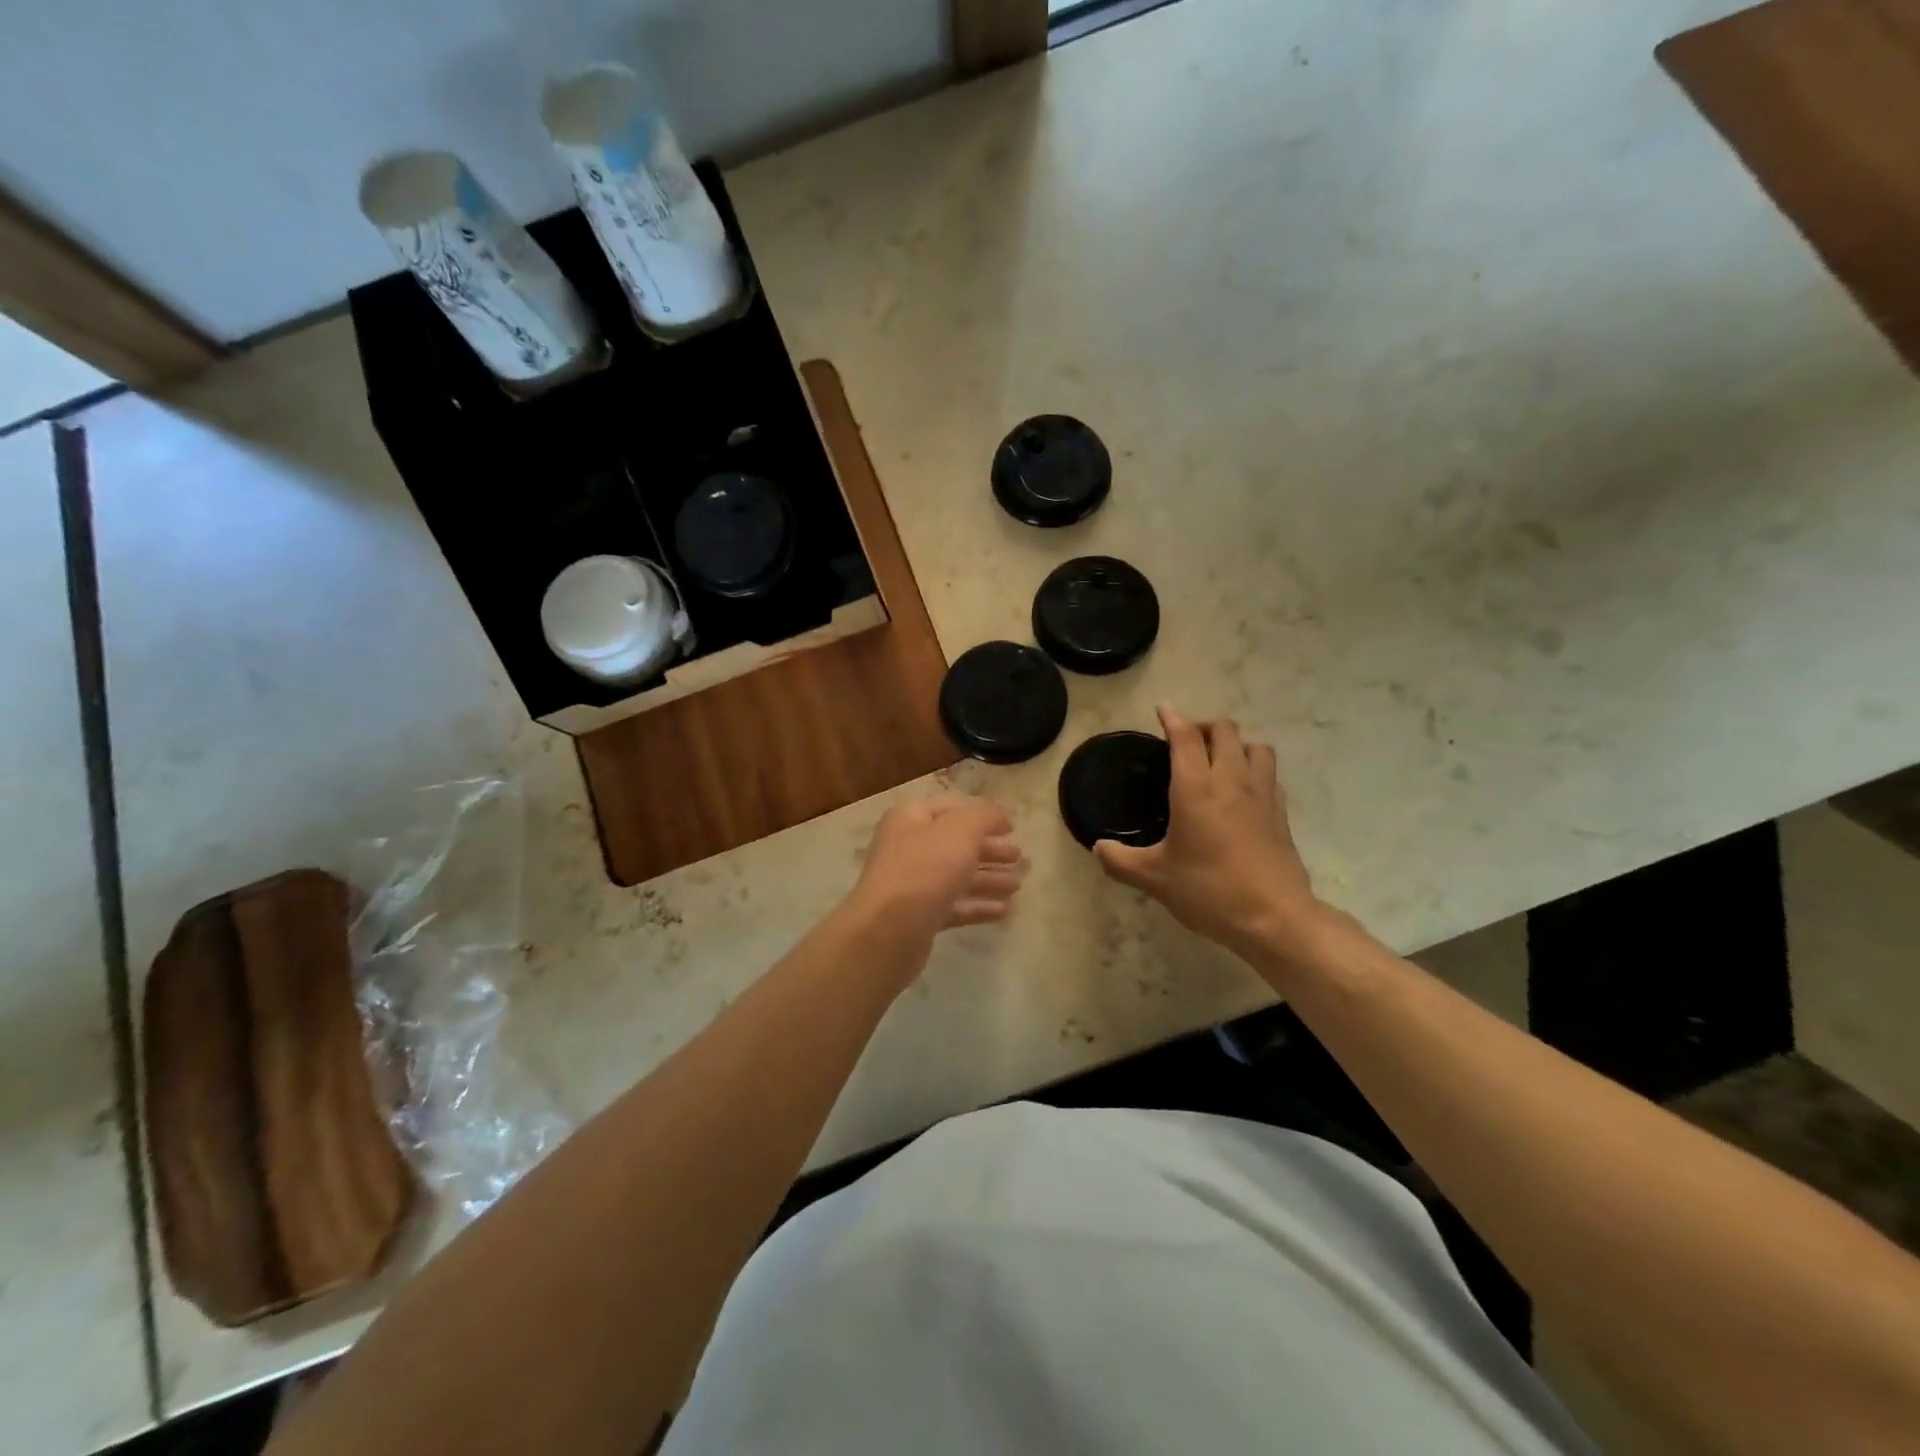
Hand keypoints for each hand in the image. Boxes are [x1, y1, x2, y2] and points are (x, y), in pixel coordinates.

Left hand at [846, 793, 1024, 944]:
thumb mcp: (962, 830)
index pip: (953, 807)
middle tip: (1020, 857)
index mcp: (912, 818)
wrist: (889, 929)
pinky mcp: (919, 916)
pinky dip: (977, 905)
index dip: (984, 813)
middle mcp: (909, 846)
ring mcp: (912, 883)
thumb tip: (1002, 812)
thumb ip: (985, 816)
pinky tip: (1002, 910)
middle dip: (989, 849)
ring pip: (956, 875)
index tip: (1013, 825)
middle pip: (956, 843)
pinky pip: (953, 905)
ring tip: (1017, 885)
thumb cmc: (926, 868)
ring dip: (988, 878)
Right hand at [1095, 706, 1320, 957]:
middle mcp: (1231, 781)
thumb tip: (1099, 848)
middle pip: (1225, 731)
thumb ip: (1120, 861)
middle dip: (1204, 726)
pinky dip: (1255, 770)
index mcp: (1196, 788)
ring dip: (1236, 743)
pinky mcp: (1281, 814)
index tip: (1163, 709)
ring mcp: (1262, 795)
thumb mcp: (1154, 879)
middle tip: (1187, 740)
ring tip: (1220, 759)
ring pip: (1256, 747)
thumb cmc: (1209, 891)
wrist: (1274, 918)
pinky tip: (1244, 790)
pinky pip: (1270, 775)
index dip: (1173, 718)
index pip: (1186, 736)